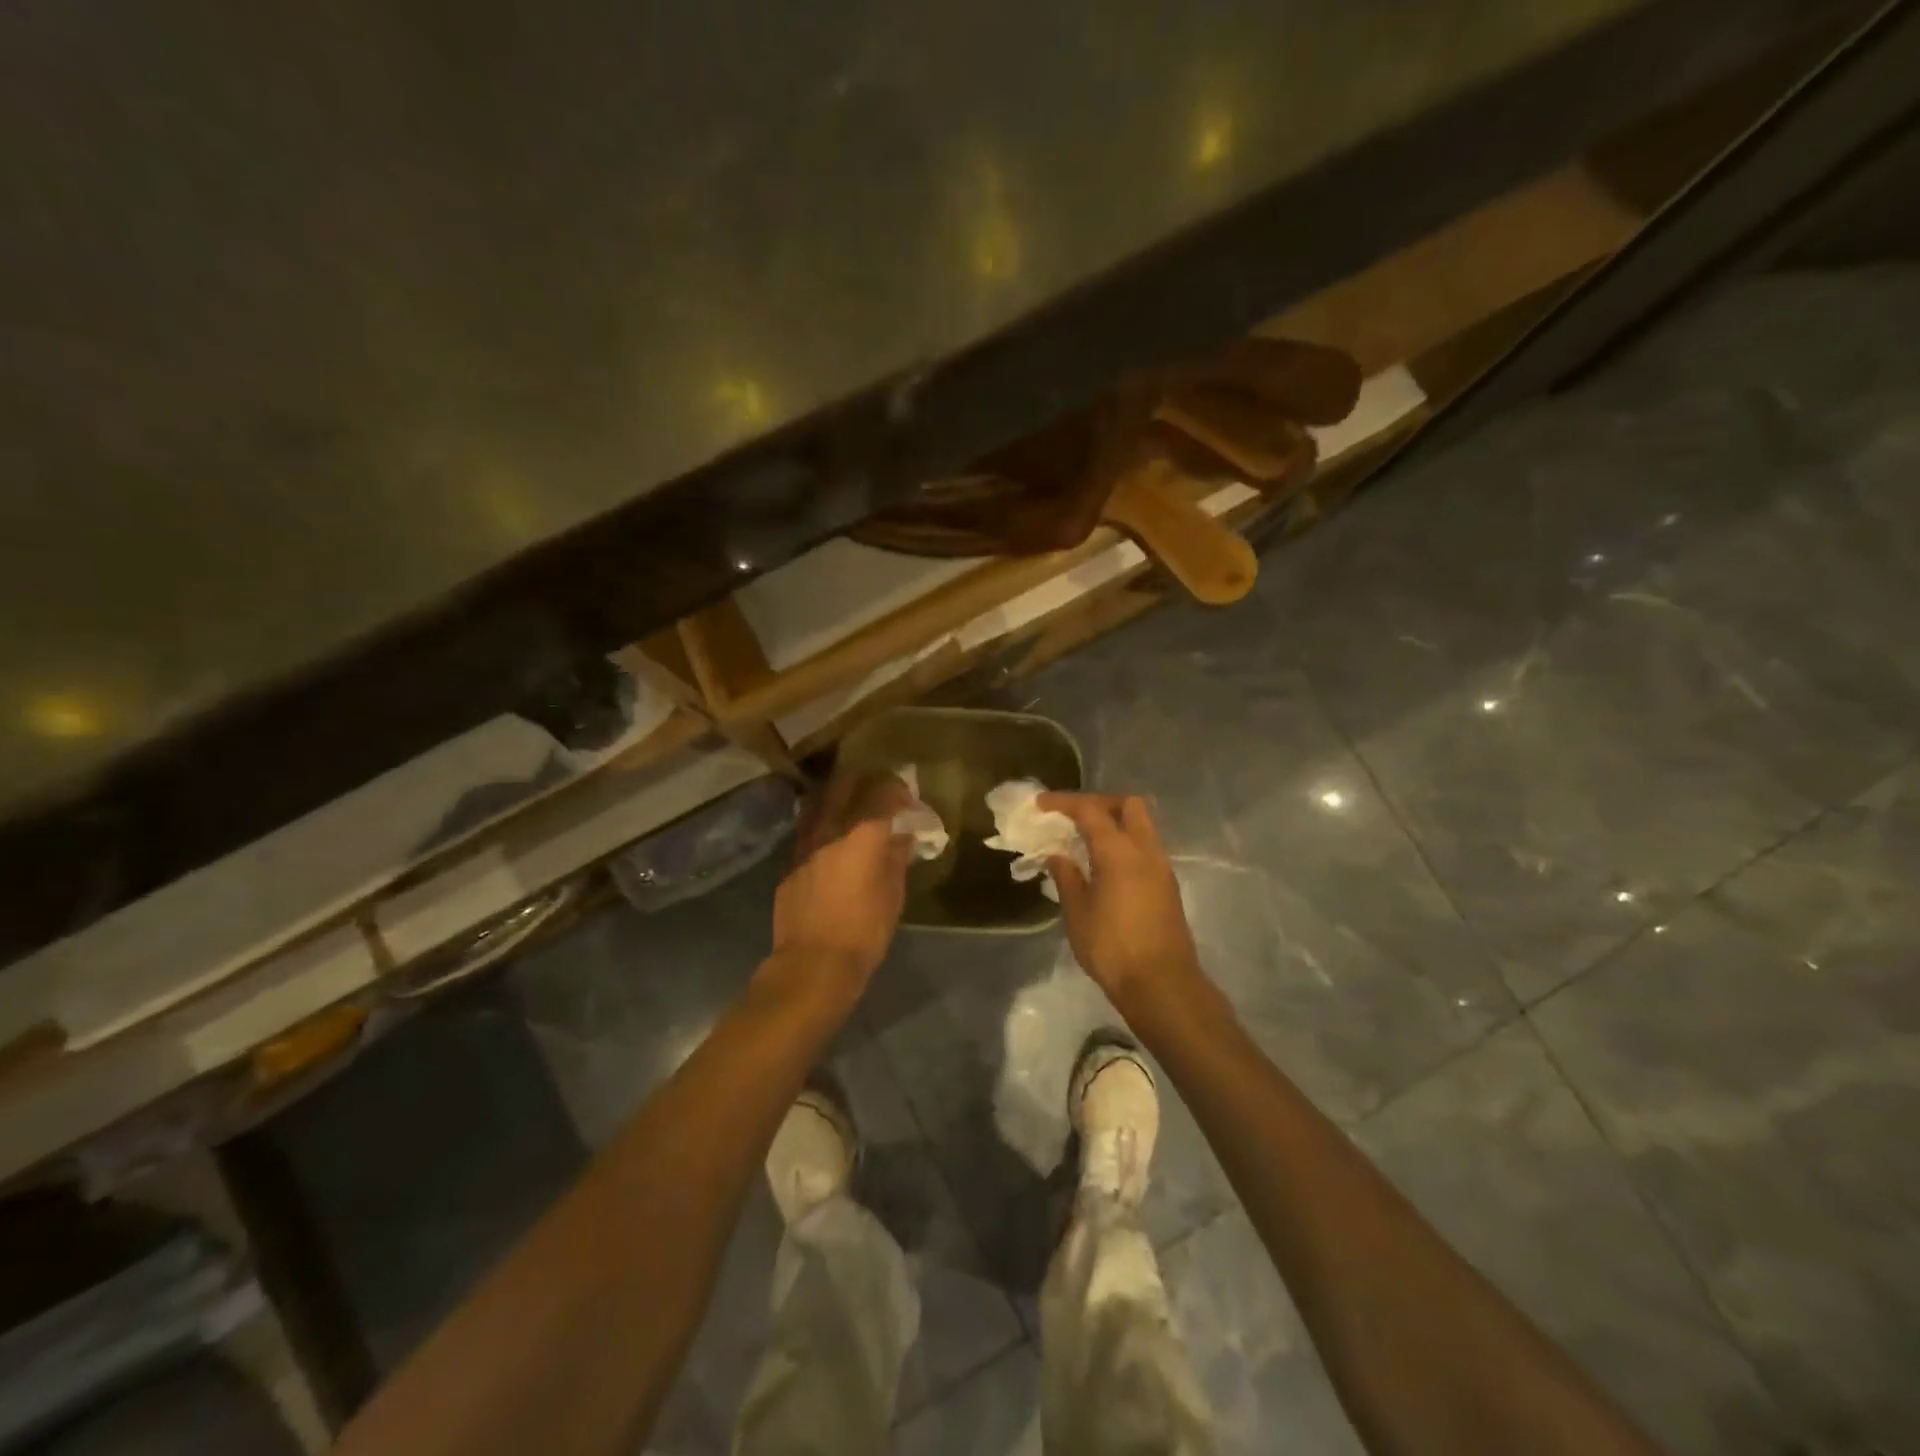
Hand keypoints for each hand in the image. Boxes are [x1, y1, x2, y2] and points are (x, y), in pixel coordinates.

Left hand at [771, 771, 914, 988]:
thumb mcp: (893, 894)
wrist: (814, 963)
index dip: (898, 788)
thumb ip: (896, 857)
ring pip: (819, 801)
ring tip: (853, 808)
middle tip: (880, 793)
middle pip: (845, 784)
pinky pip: (808, 829)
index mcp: (863, 834)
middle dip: (866, 781)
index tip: (908, 798)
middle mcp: (831, 828)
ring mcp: (805, 843)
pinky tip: (833, 841)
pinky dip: (823, 824)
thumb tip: (901, 836)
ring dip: (839, 797)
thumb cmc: (865, 931)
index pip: (882, 791)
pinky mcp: (790, 861)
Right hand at [1041, 792, 1204, 1011]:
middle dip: (1099, 802)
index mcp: (1119, 852)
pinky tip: (1104, 864)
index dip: (1064, 802)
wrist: (1162, 985)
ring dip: (1115, 822)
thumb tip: (1058, 855)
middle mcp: (1145, 850)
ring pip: (1142, 825)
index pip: (1091, 811)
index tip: (1041, 803)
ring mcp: (1161, 867)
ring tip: (1085, 840)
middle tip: (1073, 816)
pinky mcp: (1167, 885)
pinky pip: (1145, 847)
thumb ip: (1067, 878)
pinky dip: (1124, 843)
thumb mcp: (1078, 914)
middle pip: (1128, 805)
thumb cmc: (1112, 948)